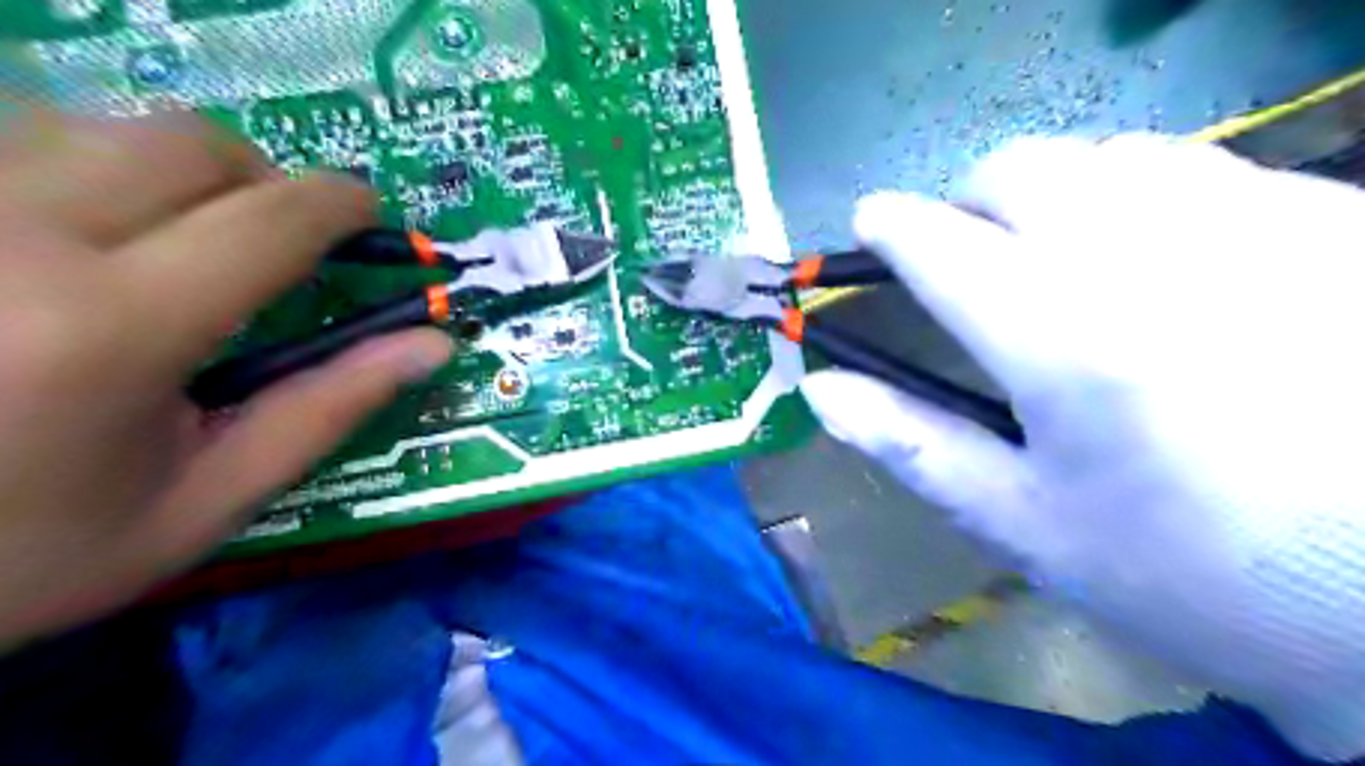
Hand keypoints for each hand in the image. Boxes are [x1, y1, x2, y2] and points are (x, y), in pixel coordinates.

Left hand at [1, 115, 452, 646]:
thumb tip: (432, 345)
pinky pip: (10, 133)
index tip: (373, 215)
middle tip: (275, 242)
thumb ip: (327, 409)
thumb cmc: (28, 550)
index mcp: (110, 328)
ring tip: (175, 243)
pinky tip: (73, 234)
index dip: (342, 205)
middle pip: (187, 143)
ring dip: (173, 173)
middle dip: (263, 182)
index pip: (270, 221)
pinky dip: (80, 166)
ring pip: (96, 123)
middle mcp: (11, 238)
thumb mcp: (206, 500)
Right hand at [802, 135, 1364, 761]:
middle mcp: (1150, 255)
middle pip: (1019, 169)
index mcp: (1060, 339)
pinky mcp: (1334, 219)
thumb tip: (818, 388)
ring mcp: (1255, 222)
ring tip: (1056, 255)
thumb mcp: (1023, 522)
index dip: (890, 225)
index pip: (939, 242)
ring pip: (1107, 155)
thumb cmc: (1182, 571)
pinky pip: (1201, 167)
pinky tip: (1158, 260)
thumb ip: (910, 442)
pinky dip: (1141, 194)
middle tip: (967, 254)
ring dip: (1053, 192)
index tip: (873, 224)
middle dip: (968, 200)